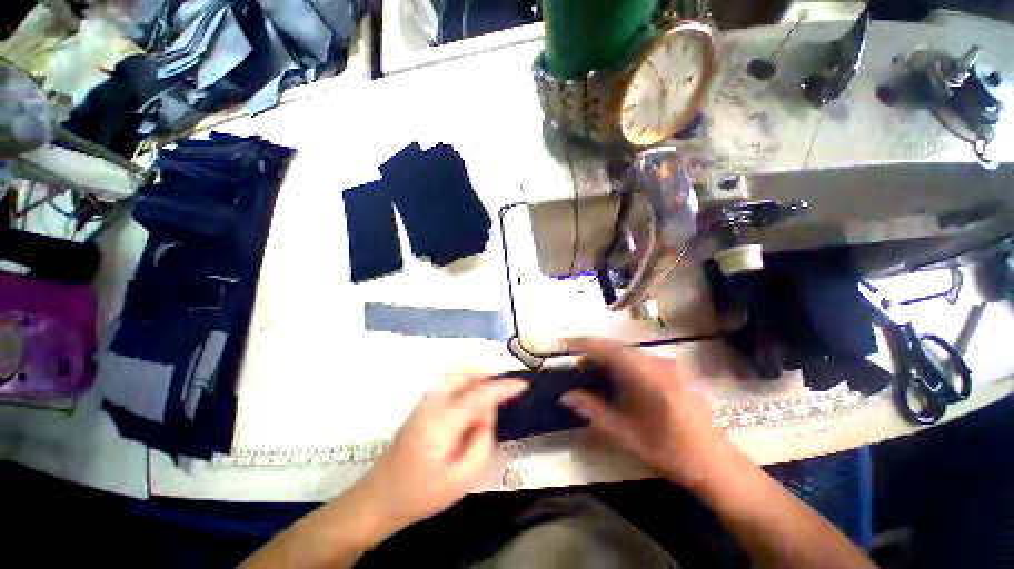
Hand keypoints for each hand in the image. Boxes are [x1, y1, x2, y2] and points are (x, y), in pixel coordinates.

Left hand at [351, 374, 527, 540]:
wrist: (379, 498)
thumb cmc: (422, 494)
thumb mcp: (462, 480)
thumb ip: (483, 443)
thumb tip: (488, 416)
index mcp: (443, 422)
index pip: (479, 395)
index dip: (503, 387)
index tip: (522, 385)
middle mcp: (433, 404)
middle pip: (464, 375)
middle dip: (487, 378)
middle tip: (503, 393)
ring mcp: (424, 402)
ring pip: (456, 376)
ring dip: (476, 380)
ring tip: (488, 399)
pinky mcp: (422, 406)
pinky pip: (449, 384)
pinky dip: (465, 384)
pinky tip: (470, 402)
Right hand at [560, 338, 738, 489]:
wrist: (716, 464)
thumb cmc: (673, 453)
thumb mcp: (629, 437)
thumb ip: (595, 413)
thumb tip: (566, 396)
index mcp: (651, 378)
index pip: (609, 349)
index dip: (583, 344)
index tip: (562, 344)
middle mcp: (659, 363)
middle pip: (616, 348)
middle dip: (591, 353)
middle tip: (573, 367)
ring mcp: (667, 365)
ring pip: (626, 352)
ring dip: (604, 358)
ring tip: (588, 373)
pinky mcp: (670, 370)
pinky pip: (636, 359)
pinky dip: (618, 363)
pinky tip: (612, 379)